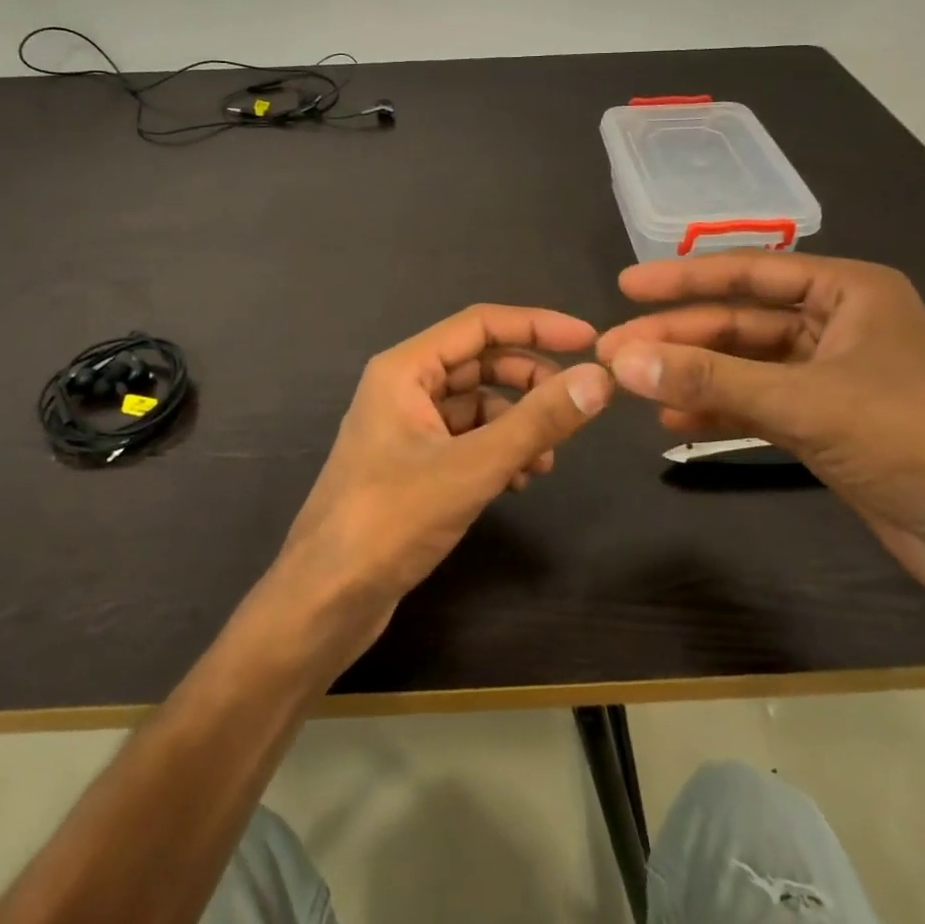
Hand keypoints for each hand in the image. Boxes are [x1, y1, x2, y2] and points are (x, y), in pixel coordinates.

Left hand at [277, 305, 612, 652]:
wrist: (325, 600)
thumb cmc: (390, 520)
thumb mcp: (473, 467)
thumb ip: (538, 421)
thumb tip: (599, 379)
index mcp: (405, 369)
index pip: (481, 324)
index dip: (537, 326)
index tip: (589, 341)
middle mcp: (403, 388)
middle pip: (480, 363)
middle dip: (529, 381)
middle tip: (574, 405)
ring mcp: (406, 428)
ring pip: (475, 405)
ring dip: (516, 424)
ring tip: (546, 461)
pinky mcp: (412, 465)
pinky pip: (465, 440)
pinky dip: (497, 451)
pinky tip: (518, 482)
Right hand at [597, 253, 924, 610]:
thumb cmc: (915, 438)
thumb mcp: (804, 400)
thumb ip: (709, 378)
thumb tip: (622, 361)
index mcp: (848, 292)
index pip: (748, 272)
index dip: (682, 280)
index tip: (624, 287)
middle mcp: (839, 326)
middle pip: (740, 323)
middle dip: (678, 338)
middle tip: (614, 352)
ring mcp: (834, 379)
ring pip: (746, 367)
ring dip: (693, 377)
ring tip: (634, 388)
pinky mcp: (831, 427)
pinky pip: (760, 407)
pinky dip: (721, 413)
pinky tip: (675, 424)